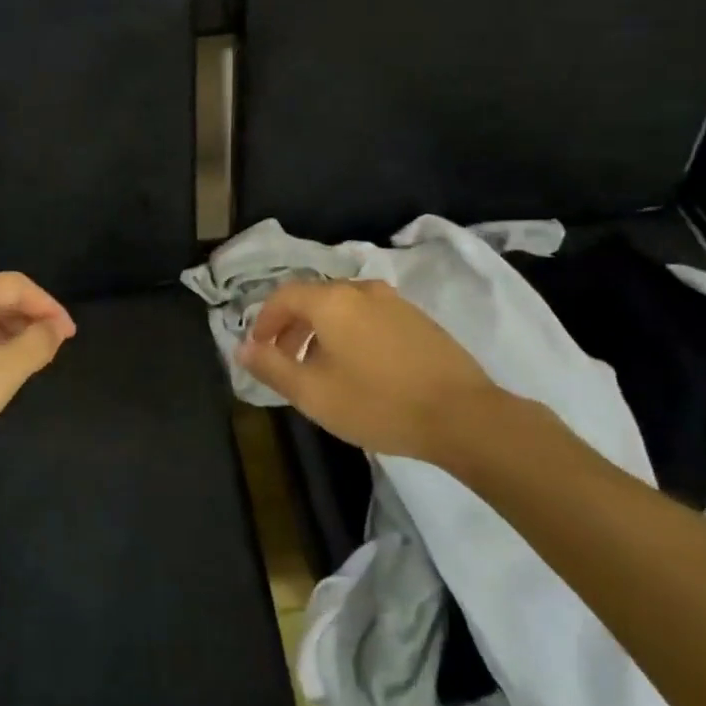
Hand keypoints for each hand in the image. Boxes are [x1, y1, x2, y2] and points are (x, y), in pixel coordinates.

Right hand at [237, 279, 508, 466]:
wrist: (463, 416)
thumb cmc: (378, 403)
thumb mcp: (313, 393)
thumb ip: (272, 367)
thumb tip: (241, 348)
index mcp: (331, 301)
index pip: (283, 295)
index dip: (263, 320)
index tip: (257, 348)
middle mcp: (361, 289)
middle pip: (313, 298)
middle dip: (291, 327)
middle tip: (284, 361)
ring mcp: (394, 301)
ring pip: (343, 307)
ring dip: (321, 331)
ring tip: (320, 368)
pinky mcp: (418, 318)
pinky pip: (368, 316)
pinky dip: (350, 333)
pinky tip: (359, 367)